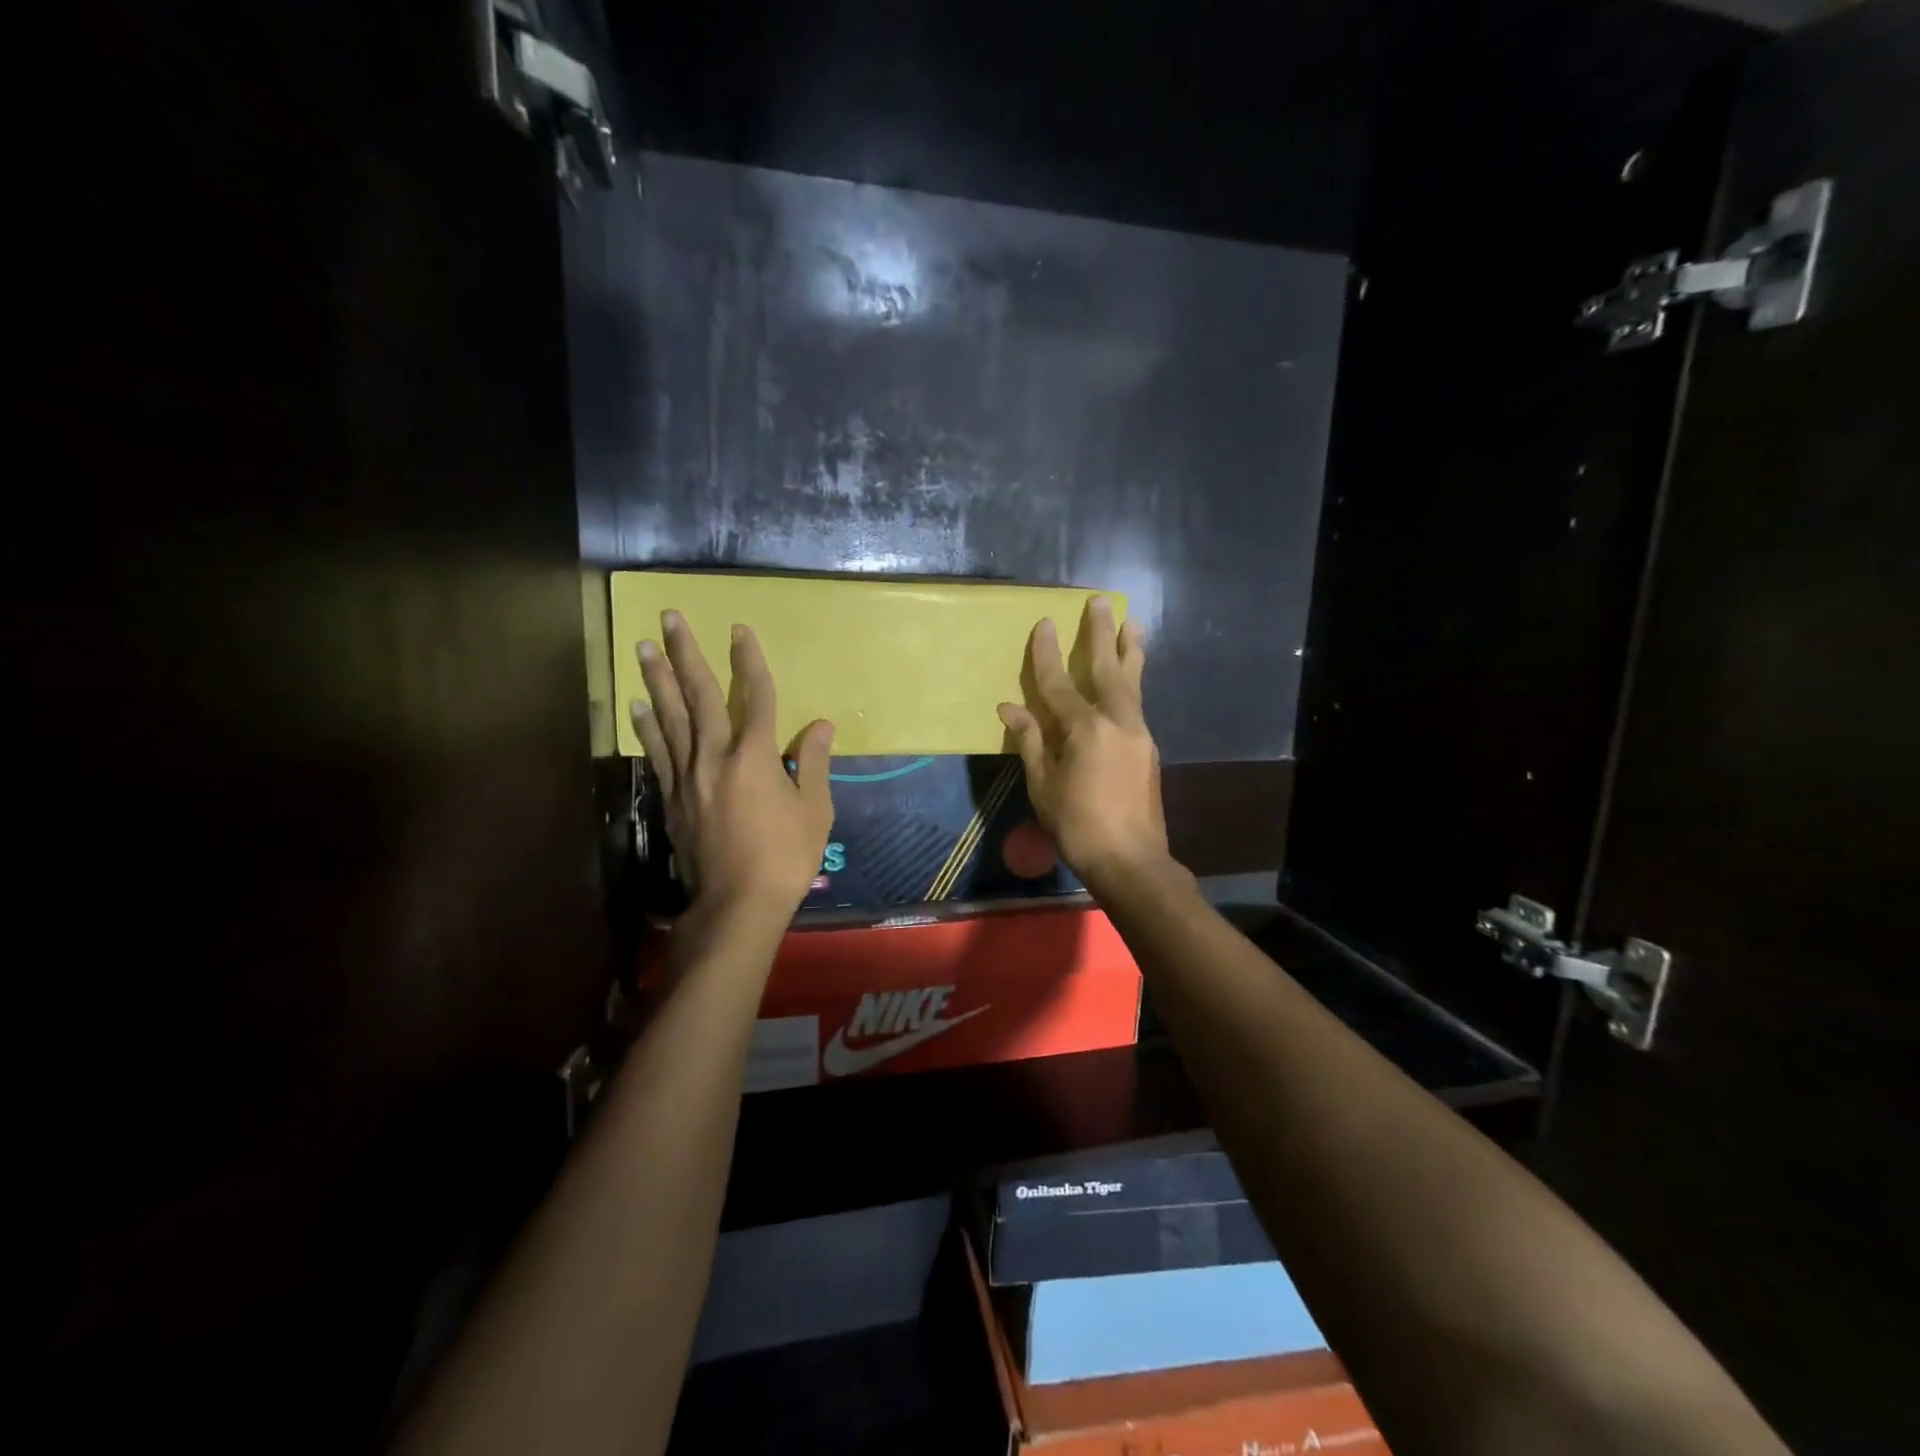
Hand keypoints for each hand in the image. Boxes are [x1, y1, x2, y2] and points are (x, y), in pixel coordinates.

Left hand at [630, 612, 833, 917]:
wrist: (737, 904)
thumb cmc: (785, 857)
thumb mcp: (815, 811)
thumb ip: (815, 764)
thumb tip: (823, 725)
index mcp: (756, 757)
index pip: (756, 697)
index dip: (749, 660)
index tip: (739, 630)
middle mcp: (716, 757)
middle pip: (699, 696)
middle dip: (685, 654)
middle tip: (667, 617)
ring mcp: (689, 777)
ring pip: (670, 718)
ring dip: (656, 680)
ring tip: (642, 648)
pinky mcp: (673, 798)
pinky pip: (658, 753)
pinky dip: (647, 727)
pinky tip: (637, 707)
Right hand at [998, 597, 1172, 892]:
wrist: (1131, 860)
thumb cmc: (1078, 826)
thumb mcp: (1043, 786)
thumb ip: (1031, 742)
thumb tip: (1010, 708)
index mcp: (1085, 730)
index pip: (1059, 683)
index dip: (1047, 654)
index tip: (1044, 622)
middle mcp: (1117, 722)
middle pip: (1108, 669)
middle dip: (1102, 633)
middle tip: (1102, 601)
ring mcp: (1138, 734)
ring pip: (1132, 683)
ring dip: (1130, 651)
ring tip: (1134, 623)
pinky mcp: (1149, 749)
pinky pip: (1137, 704)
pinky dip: (1131, 683)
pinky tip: (1129, 678)